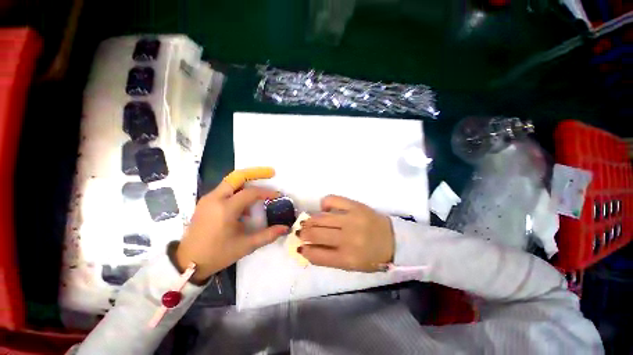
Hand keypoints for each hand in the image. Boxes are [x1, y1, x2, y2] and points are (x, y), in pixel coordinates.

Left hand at [176, 168, 288, 281]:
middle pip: (237, 177)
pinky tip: (243, 207)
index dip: (267, 192)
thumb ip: (268, 235)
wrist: (187, 262)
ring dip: (247, 183)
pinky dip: (238, 192)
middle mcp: (215, 199)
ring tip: (259, 195)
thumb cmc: (218, 254)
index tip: (278, 195)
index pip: (250, 193)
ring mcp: (208, 199)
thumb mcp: (246, 245)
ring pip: (231, 182)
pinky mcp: (205, 202)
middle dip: (255, 172)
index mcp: (225, 209)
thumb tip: (286, 228)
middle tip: (270, 173)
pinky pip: (225, 190)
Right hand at [299, 195, 393, 271]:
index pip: (317, 255)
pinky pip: (333, 200)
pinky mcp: (356, 206)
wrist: (394, 239)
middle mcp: (347, 238)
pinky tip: (324, 208)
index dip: (305, 250)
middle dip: (303, 233)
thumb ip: (329, 258)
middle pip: (316, 234)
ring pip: (321, 217)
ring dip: (310, 220)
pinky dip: (325, 203)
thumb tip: (307, 248)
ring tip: (307, 221)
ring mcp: (351, 219)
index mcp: (347, 258)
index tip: (300, 247)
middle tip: (301, 231)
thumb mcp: (351, 265)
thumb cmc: (372, 256)